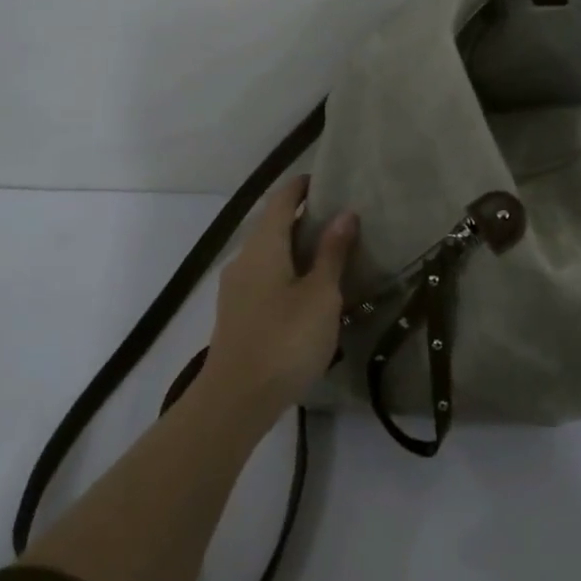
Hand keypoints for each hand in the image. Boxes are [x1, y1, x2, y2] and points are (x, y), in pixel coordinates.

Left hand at [202, 176, 358, 418]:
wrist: (236, 400)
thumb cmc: (285, 339)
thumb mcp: (321, 295)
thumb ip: (332, 253)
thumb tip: (344, 214)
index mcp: (263, 247)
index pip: (282, 201)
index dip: (302, 187)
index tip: (327, 180)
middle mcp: (244, 259)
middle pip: (273, 225)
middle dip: (304, 217)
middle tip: (341, 219)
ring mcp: (236, 288)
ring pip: (268, 253)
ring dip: (296, 247)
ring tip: (331, 253)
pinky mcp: (237, 313)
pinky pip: (265, 276)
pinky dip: (288, 270)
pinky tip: (309, 289)